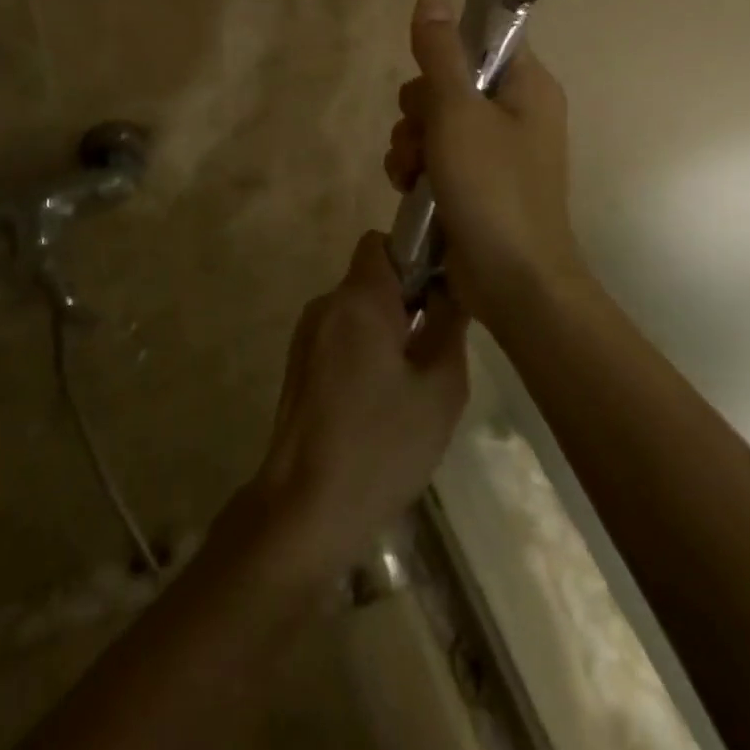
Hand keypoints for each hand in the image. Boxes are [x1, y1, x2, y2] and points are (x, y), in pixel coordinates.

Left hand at [250, 232, 469, 582]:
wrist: (305, 507)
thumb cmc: (381, 445)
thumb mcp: (440, 388)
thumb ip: (449, 325)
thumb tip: (450, 287)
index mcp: (358, 299)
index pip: (382, 242)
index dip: (414, 256)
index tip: (439, 293)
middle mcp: (326, 305)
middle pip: (371, 278)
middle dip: (406, 301)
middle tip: (435, 349)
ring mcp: (306, 335)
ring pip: (357, 311)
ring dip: (387, 330)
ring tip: (411, 384)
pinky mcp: (299, 364)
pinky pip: (341, 337)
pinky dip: (365, 351)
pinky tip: (380, 403)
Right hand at [383, 0, 585, 322]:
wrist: (513, 283)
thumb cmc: (492, 188)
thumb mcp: (458, 112)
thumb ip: (440, 52)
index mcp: (527, 86)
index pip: (484, 38)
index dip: (447, 48)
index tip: (425, 72)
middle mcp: (514, 112)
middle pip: (448, 80)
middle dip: (419, 108)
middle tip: (422, 132)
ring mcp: (493, 150)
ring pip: (433, 121)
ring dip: (410, 142)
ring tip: (410, 172)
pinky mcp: (473, 182)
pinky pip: (433, 155)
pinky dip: (415, 168)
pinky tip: (407, 188)